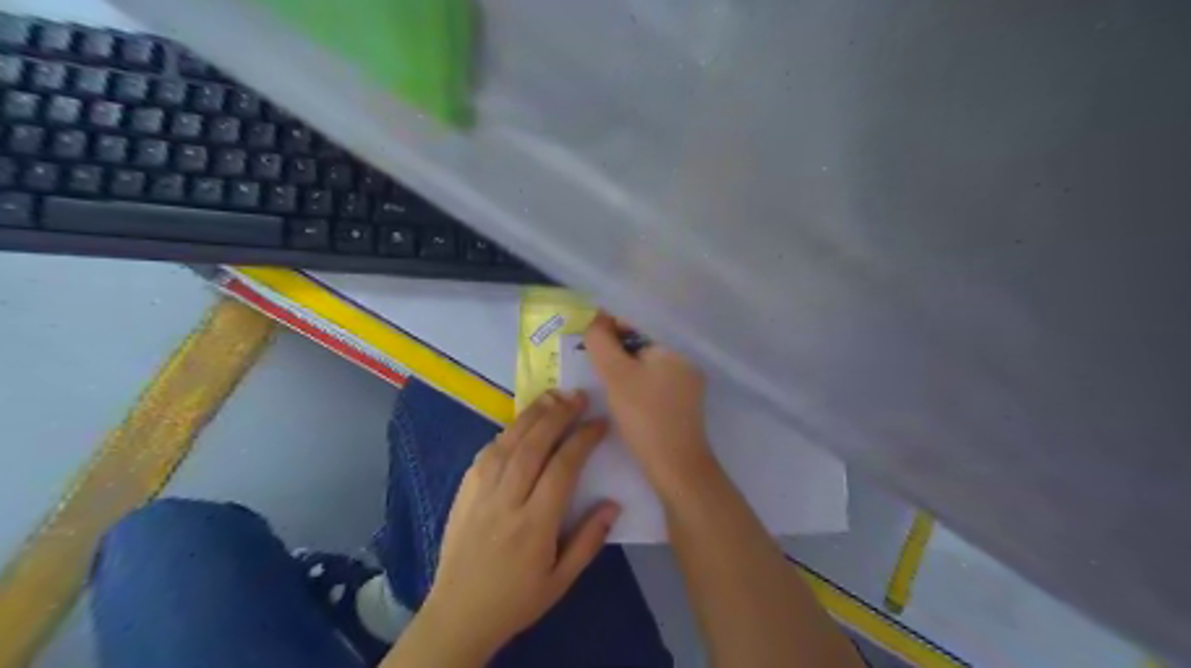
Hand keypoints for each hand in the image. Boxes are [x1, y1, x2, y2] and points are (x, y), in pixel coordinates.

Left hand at [420, 391, 623, 657]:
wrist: (458, 614)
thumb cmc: (516, 599)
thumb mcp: (562, 581)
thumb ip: (589, 540)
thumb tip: (613, 503)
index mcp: (534, 525)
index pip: (563, 467)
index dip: (583, 439)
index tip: (599, 423)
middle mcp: (506, 500)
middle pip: (534, 445)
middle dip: (558, 415)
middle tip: (578, 396)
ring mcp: (480, 492)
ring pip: (508, 442)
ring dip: (532, 415)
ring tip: (552, 397)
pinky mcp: (464, 490)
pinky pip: (487, 452)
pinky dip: (507, 432)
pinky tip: (520, 424)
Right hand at [582, 314, 710, 495]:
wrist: (676, 467)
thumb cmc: (645, 416)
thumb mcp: (616, 375)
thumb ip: (602, 342)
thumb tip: (597, 318)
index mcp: (674, 349)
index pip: (637, 327)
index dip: (610, 330)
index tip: (587, 343)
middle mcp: (686, 363)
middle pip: (643, 347)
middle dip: (617, 353)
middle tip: (591, 366)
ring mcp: (688, 387)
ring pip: (647, 369)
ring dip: (625, 371)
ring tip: (603, 384)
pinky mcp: (684, 407)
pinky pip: (654, 386)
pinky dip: (636, 388)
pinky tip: (623, 401)